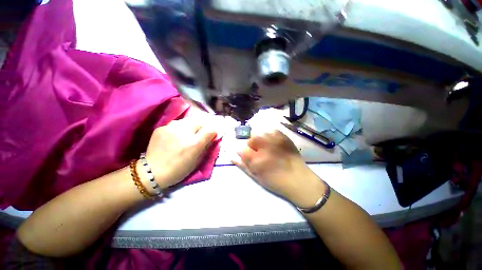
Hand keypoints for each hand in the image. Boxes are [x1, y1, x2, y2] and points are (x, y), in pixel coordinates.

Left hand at [145, 118, 216, 188]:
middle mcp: (183, 132)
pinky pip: (176, 123)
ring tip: (188, 133)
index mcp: (194, 144)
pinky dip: (179, 128)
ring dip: (191, 125)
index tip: (213, 134)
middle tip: (200, 133)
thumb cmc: (179, 169)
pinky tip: (176, 135)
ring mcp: (170, 128)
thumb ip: (207, 146)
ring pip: (187, 120)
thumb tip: (213, 136)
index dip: (214, 131)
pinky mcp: (161, 128)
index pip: (210, 129)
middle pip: (199, 121)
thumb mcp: (197, 160)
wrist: (152, 172)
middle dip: (203, 126)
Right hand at [233, 130, 324, 205]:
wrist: (298, 179)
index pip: (241, 148)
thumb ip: (243, 166)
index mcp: (257, 160)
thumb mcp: (256, 177)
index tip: (247, 155)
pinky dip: (269, 135)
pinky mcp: (284, 137)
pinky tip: (272, 142)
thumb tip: (232, 156)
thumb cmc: (275, 182)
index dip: (242, 151)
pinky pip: (271, 130)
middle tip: (257, 151)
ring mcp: (275, 140)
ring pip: (260, 132)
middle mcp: (265, 147)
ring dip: (259, 139)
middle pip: (251, 138)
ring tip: (265, 146)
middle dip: (251, 144)